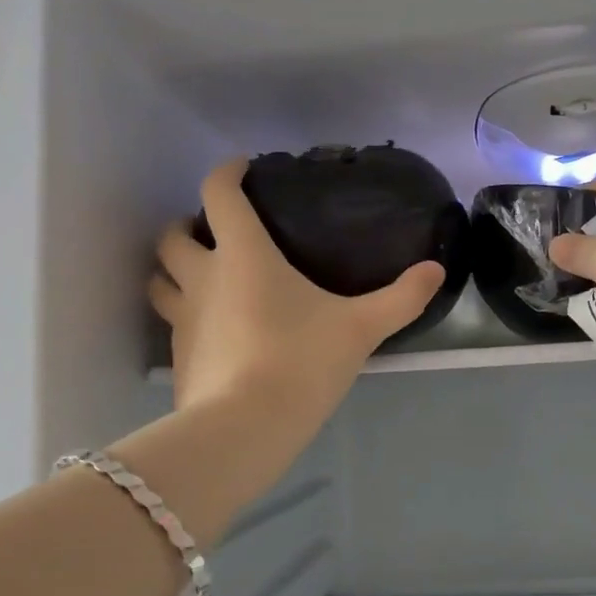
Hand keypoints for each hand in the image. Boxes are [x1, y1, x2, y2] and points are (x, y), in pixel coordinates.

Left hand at [149, 161, 446, 418]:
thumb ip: (401, 298)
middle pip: (173, 234)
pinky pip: (170, 320)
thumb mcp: (360, 328)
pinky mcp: (177, 355)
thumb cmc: (301, 361)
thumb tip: (436, 270)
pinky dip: (182, 312)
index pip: (219, 193)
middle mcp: (203, 276)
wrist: (245, 428)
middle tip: (216, 231)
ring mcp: (183, 317)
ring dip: (172, 268)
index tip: (242, 167)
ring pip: (159, 277)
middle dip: (187, 224)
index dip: (226, 171)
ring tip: (200, 275)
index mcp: (243, 255)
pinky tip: (209, 327)